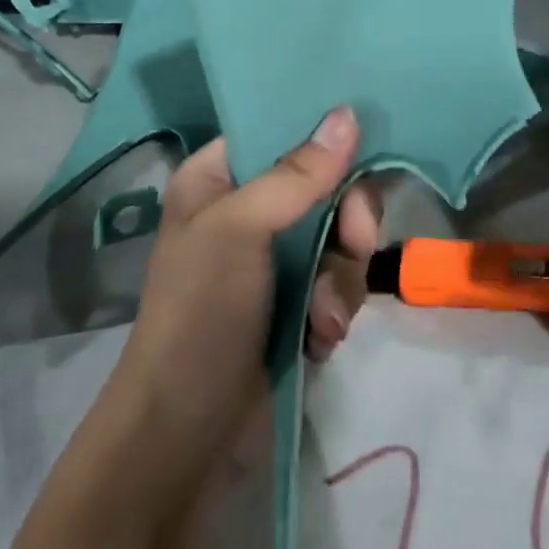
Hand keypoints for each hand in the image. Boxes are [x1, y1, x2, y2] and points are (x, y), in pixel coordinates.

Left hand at [116, 107, 381, 460]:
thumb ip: (297, 174)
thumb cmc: (201, 313)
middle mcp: (248, 210)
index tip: (361, 155)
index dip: (324, 140)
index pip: (281, 131)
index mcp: (217, 179)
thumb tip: (349, 114)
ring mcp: (275, 259)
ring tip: (322, 319)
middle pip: (326, 185)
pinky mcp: (296, 301)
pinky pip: (341, 280)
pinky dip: (337, 308)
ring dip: (342, 279)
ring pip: (342, 237)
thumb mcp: (240, 231)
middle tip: (355, 244)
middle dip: (347, 223)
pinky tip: (319, 339)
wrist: (187, 434)